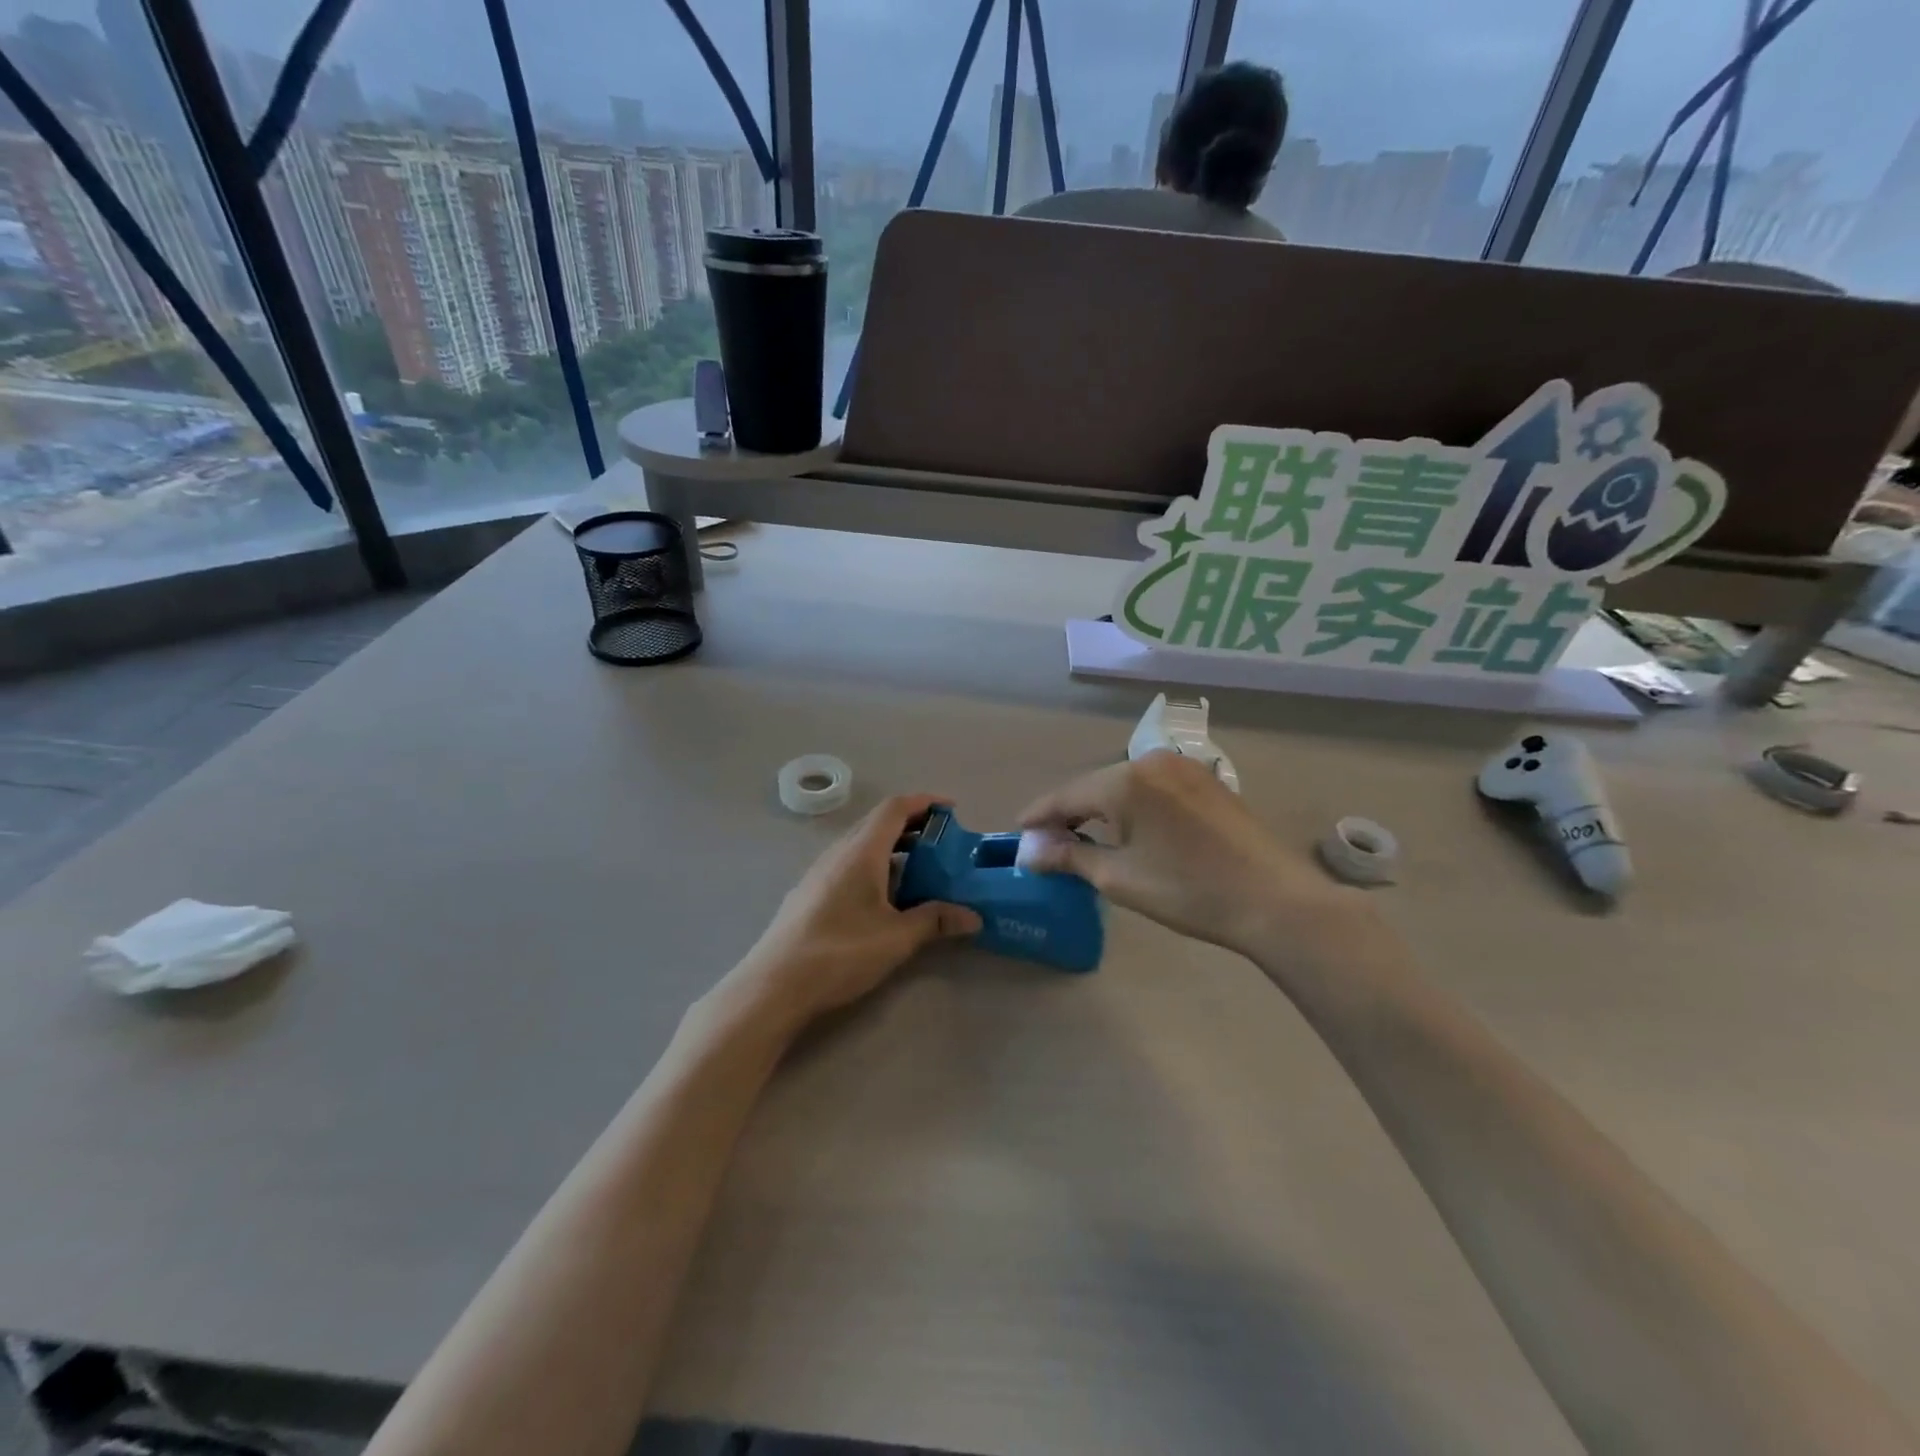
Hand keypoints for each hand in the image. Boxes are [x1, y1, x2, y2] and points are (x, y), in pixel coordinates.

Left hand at [721, 795, 980, 1034]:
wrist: (775, 984)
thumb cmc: (841, 952)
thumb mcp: (897, 938)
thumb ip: (935, 921)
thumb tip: (973, 916)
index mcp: (861, 851)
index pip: (895, 808)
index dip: (925, 802)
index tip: (952, 809)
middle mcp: (839, 852)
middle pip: (878, 823)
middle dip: (912, 825)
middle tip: (942, 843)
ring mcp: (819, 872)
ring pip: (861, 845)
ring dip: (892, 848)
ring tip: (919, 871)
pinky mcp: (810, 893)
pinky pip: (848, 864)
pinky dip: (874, 866)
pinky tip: (884, 898)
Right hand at [1018, 752, 1366, 958]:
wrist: (1274, 901)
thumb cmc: (1189, 890)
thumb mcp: (1120, 878)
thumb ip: (1070, 857)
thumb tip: (1030, 851)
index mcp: (1126, 780)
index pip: (1068, 794)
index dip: (1040, 814)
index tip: (1018, 830)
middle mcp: (1153, 761)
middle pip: (1096, 785)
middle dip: (1070, 812)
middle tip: (1048, 840)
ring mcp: (1185, 768)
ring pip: (1125, 785)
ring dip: (1101, 809)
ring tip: (1083, 836)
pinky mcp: (1206, 781)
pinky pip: (1153, 788)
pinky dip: (1132, 806)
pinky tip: (1128, 828)